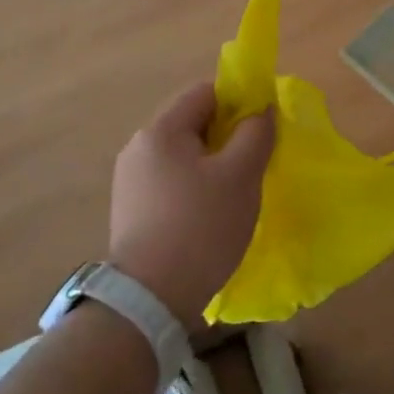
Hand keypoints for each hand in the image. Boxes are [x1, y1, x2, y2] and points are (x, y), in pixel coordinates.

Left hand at [108, 83, 274, 324]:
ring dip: (213, 163)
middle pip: (194, 122)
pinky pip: (172, 181)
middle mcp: (139, 148)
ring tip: (236, 192)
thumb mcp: (241, 174)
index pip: (206, 92)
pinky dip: (195, 186)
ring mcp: (131, 181)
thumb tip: (261, 110)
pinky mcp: (131, 210)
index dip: (240, 100)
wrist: (149, 301)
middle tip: (255, 161)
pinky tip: (210, 214)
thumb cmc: (200, 226)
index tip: (263, 126)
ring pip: (185, 154)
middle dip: (228, 135)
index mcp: (161, 130)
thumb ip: (256, 132)